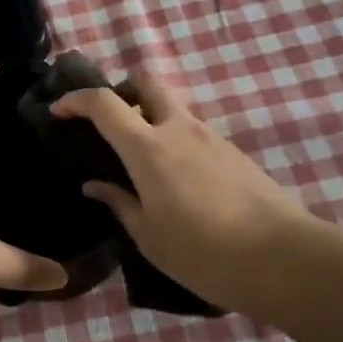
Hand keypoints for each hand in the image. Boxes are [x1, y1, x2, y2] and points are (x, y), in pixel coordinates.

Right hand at [51, 74, 327, 315]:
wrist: (284, 259)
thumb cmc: (204, 252)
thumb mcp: (149, 236)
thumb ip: (119, 203)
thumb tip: (94, 185)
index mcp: (148, 148)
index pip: (104, 103)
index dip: (76, 100)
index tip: (59, 111)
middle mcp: (179, 130)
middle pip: (147, 82)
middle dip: (123, 90)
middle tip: (112, 123)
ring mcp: (211, 137)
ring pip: (174, 109)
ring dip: (152, 120)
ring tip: (143, 164)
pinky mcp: (234, 153)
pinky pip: (195, 133)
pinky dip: (176, 142)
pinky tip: (178, 182)